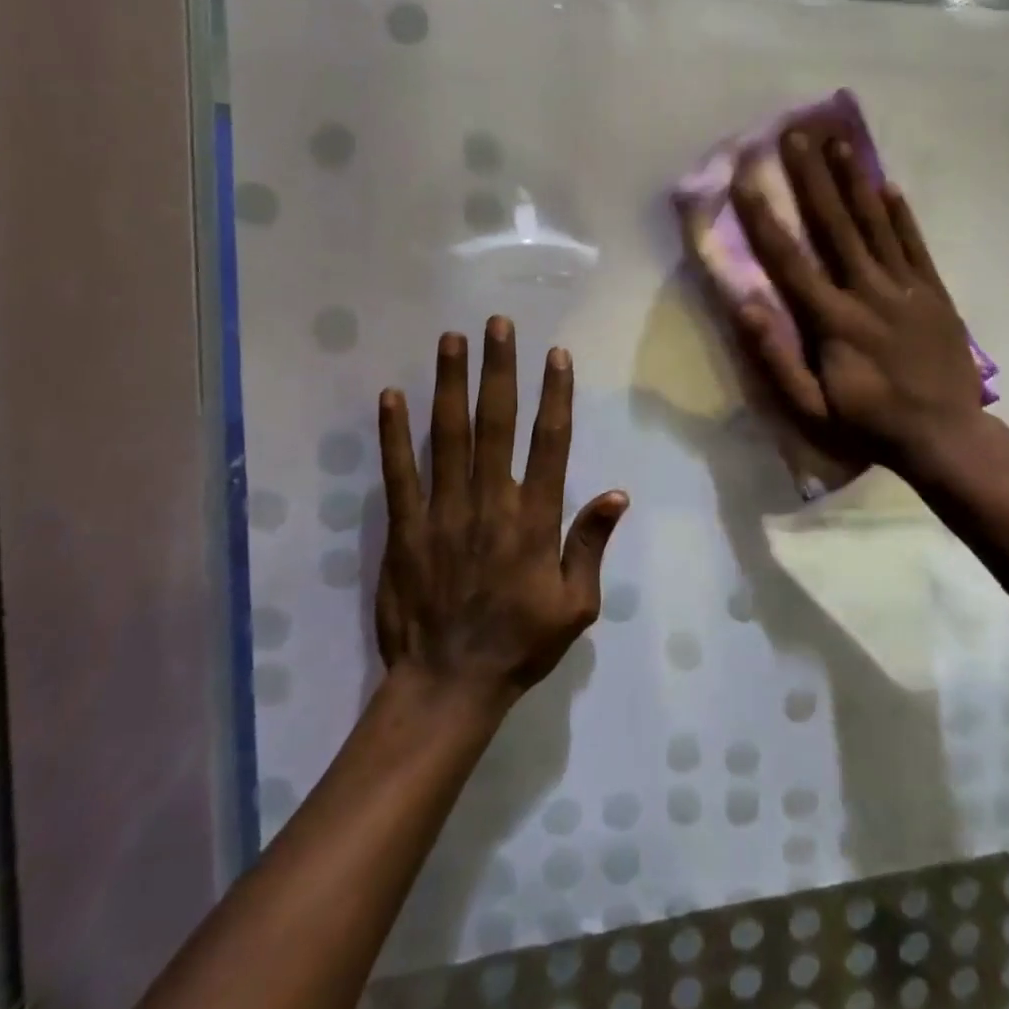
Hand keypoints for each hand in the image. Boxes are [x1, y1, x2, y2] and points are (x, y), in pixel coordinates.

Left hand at [375, 319, 628, 707]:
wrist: (449, 685)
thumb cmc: (520, 644)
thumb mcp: (576, 606)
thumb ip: (590, 545)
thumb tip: (617, 494)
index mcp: (534, 521)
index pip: (549, 444)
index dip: (554, 396)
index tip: (555, 356)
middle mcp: (490, 504)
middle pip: (496, 424)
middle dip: (499, 370)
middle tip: (499, 324)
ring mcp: (443, 513)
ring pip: (448, 436)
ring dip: (450, 384)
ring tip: (452, 339)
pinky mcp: (404, 529)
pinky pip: (399, 473)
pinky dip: (394, 434)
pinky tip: (391, 397)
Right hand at [732, 131, 988, 475]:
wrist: (944, 435)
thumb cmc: (868, 424)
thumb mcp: (810, 408)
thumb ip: (776, 358)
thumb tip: (744, 307)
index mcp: (833, 320)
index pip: (791, 259)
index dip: (764, 217)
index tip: (746, 177)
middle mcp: (868, 292)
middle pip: (835, 226)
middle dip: (812, 178)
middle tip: (796, 134)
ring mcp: (906, 289)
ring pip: (876, 225)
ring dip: (855, 181)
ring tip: (838, 142)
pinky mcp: (933, 293)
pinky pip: (914, 245)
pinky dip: (901, 215)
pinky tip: (888, 185)